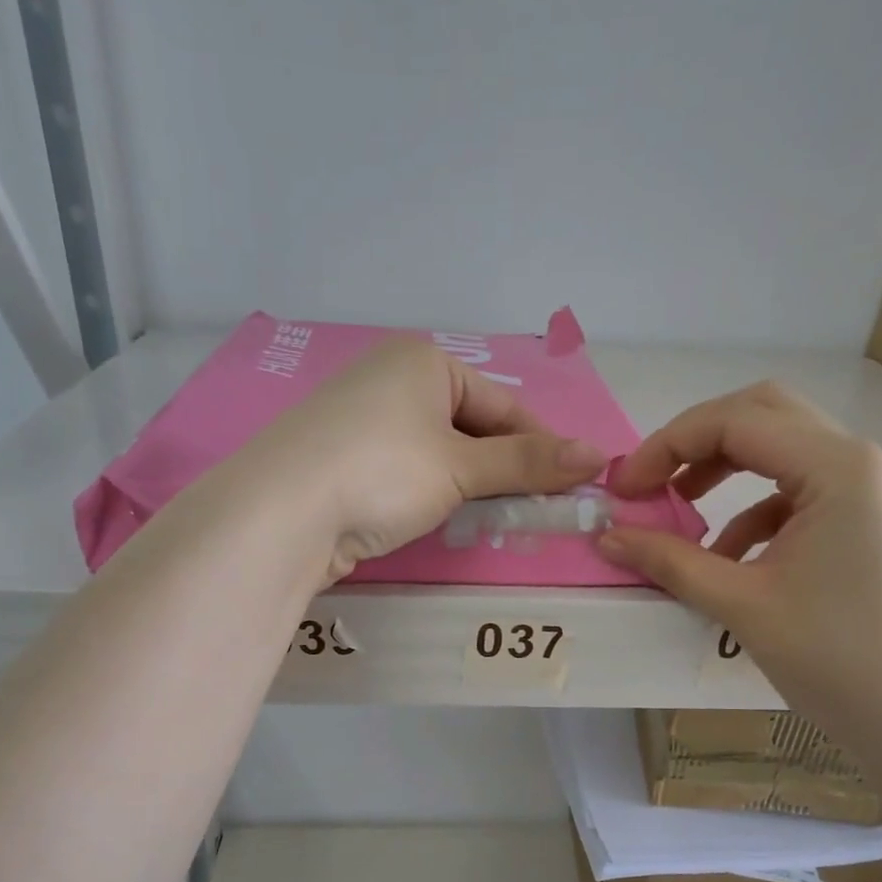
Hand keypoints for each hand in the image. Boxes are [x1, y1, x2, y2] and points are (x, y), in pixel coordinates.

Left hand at [241, 335, 607, 580]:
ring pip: (438, 453)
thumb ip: (528, 464)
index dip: (541, 447)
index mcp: (423, 362)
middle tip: (533, 511)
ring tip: (492, 520)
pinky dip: (431, 494)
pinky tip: (441, 519)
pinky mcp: (342, 460)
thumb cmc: (382, 471)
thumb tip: (600, 456)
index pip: (503, 405)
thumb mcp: (461, 467)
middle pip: (470, 427)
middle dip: (503, 470)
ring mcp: (362, 420)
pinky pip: (406, 471)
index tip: (570, 486)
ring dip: (469, 486)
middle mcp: (391, 379)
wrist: (280, 513)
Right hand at [598, 384, 881, 734]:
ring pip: (778, 445)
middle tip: (650, 483)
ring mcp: (864, 488)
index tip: (624, 489)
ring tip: (678, 509)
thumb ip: (669, 561)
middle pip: (760, 414)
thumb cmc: (832, 658)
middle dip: (694, 442)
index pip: (735, 421)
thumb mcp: (740, 604)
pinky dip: (748, 507)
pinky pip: (793, 488)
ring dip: (721, 468)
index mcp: (837, 468)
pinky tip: (724, 554)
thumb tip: (605, 537)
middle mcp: (857, 461)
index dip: (667, 446)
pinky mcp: (860, 517)